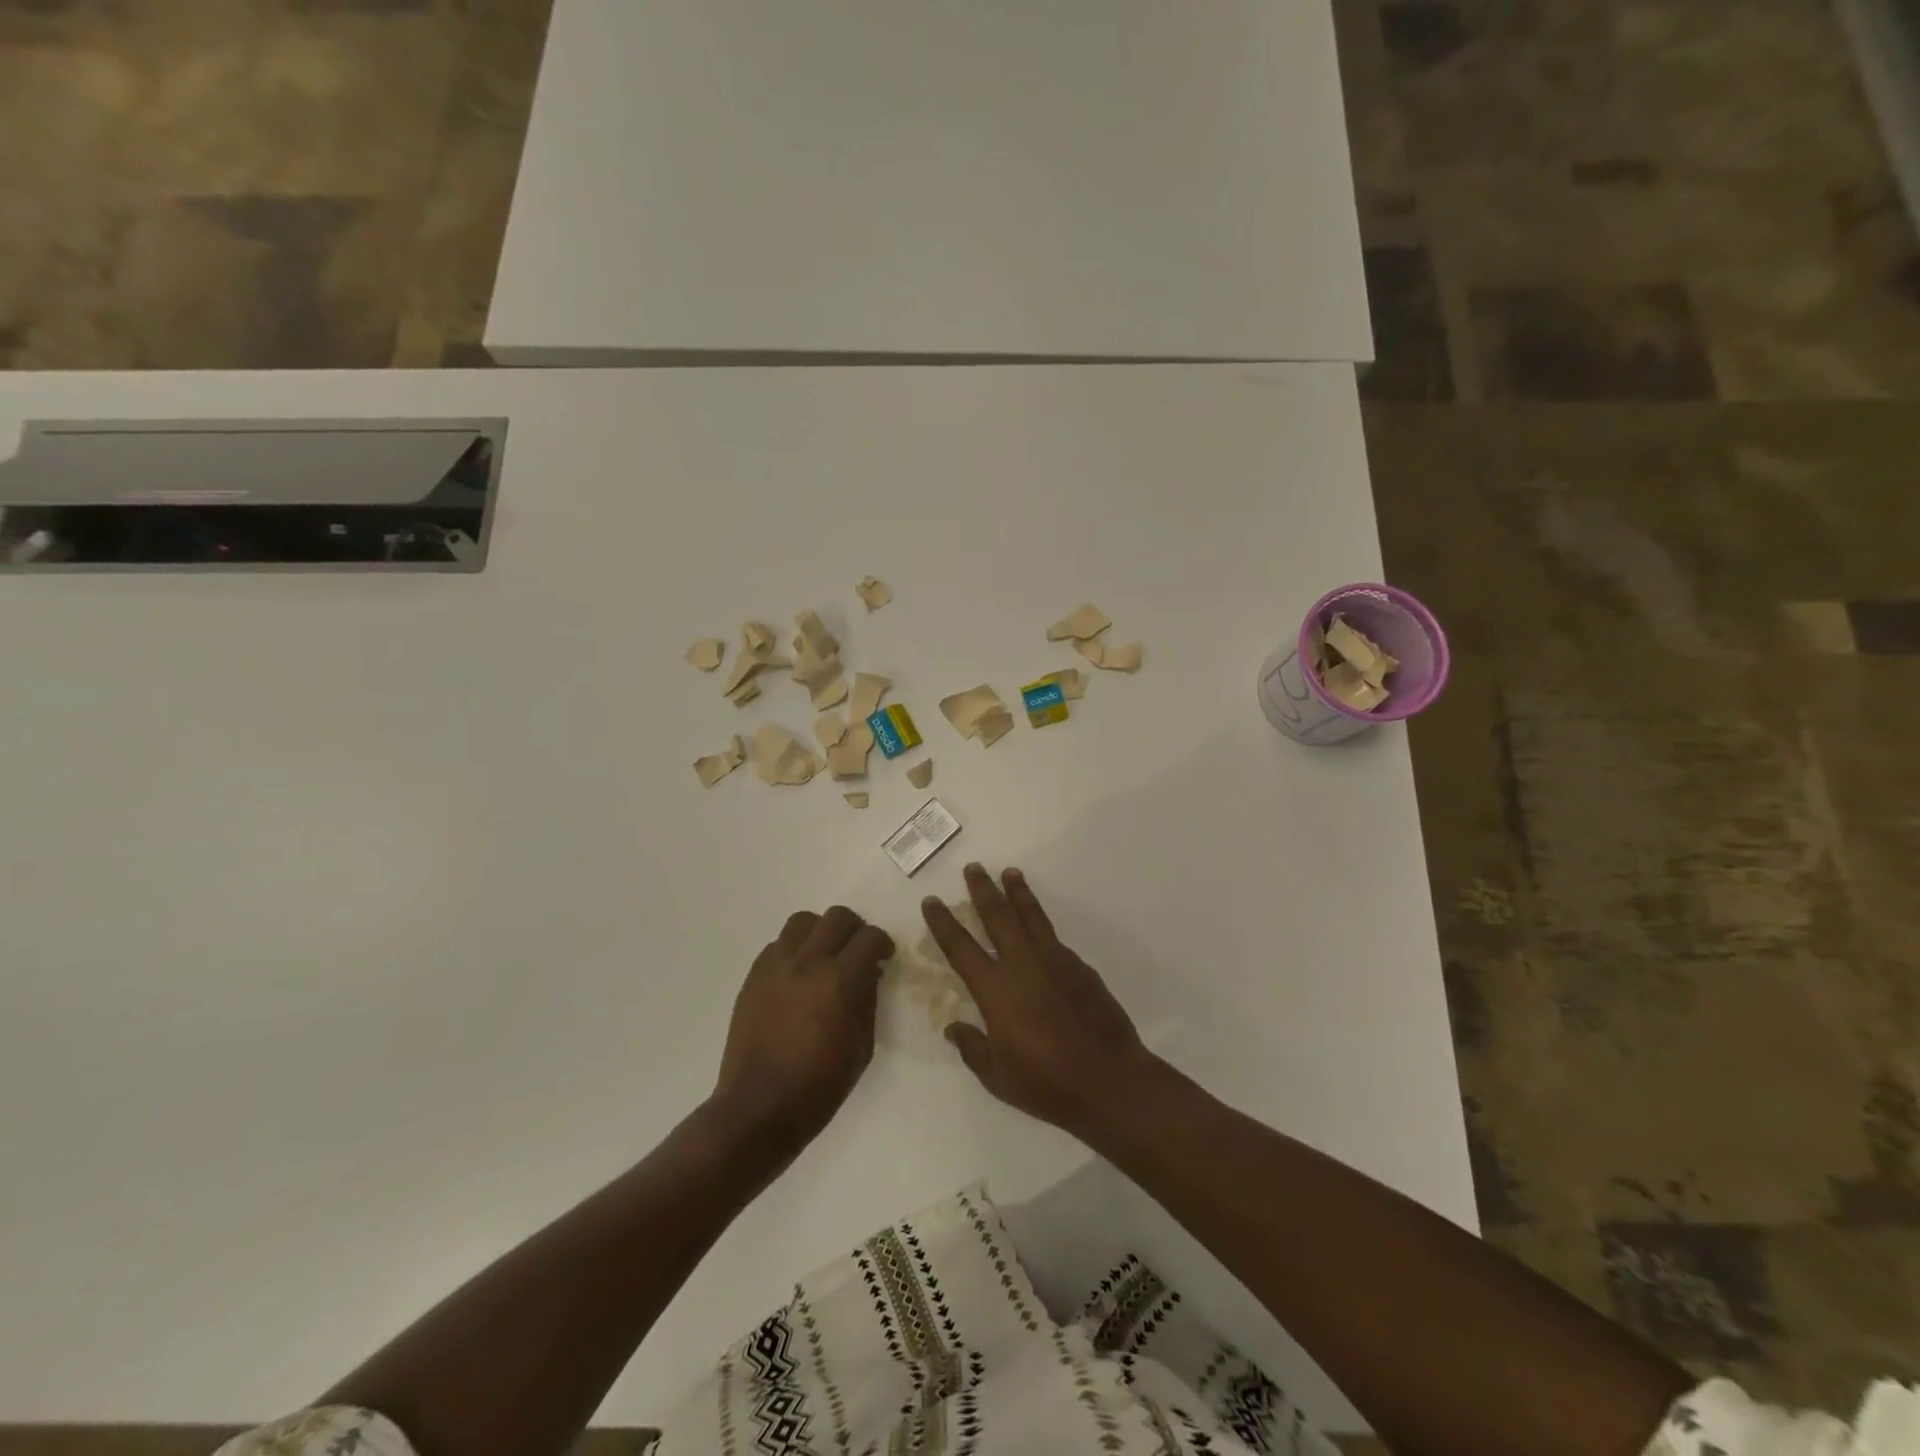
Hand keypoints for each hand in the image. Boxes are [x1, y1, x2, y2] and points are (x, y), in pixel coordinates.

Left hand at [714, 906, 894, 1153]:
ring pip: (803, 921)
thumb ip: (868, 1000)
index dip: (883, 943)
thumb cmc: (819, 1085)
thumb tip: (869, 973)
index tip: (884, 957)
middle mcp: (808, 962)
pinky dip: (794, 950)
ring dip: (821, 931)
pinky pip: (777, 944)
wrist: (759, 1107)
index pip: (870, 937)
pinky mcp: (753, 976)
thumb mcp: (862, 1046)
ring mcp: (776, 966)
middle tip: (858, 951)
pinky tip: (797, 975)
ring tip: (824, 955)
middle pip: (837, 916)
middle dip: (855, 929)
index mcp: (840, 980)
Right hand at [922, 864, 1157, 1136]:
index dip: (943, 923)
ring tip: (1010, 873)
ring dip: (1018, 893)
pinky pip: (1053, 938)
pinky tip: (1039, 927)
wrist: (1109, 1080)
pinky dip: (1041, 925)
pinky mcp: (1080, 966)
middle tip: (974, 867)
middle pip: (997, 916)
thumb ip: (972, 1048)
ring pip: (1031, 916)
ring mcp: (1055, 961)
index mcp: (995, 990)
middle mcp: (1022, 964)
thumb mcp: (997, 1076)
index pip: (960, 948)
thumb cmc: (1046, 1083)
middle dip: (983, 890)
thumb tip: (953, 1028)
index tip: (932, 901)